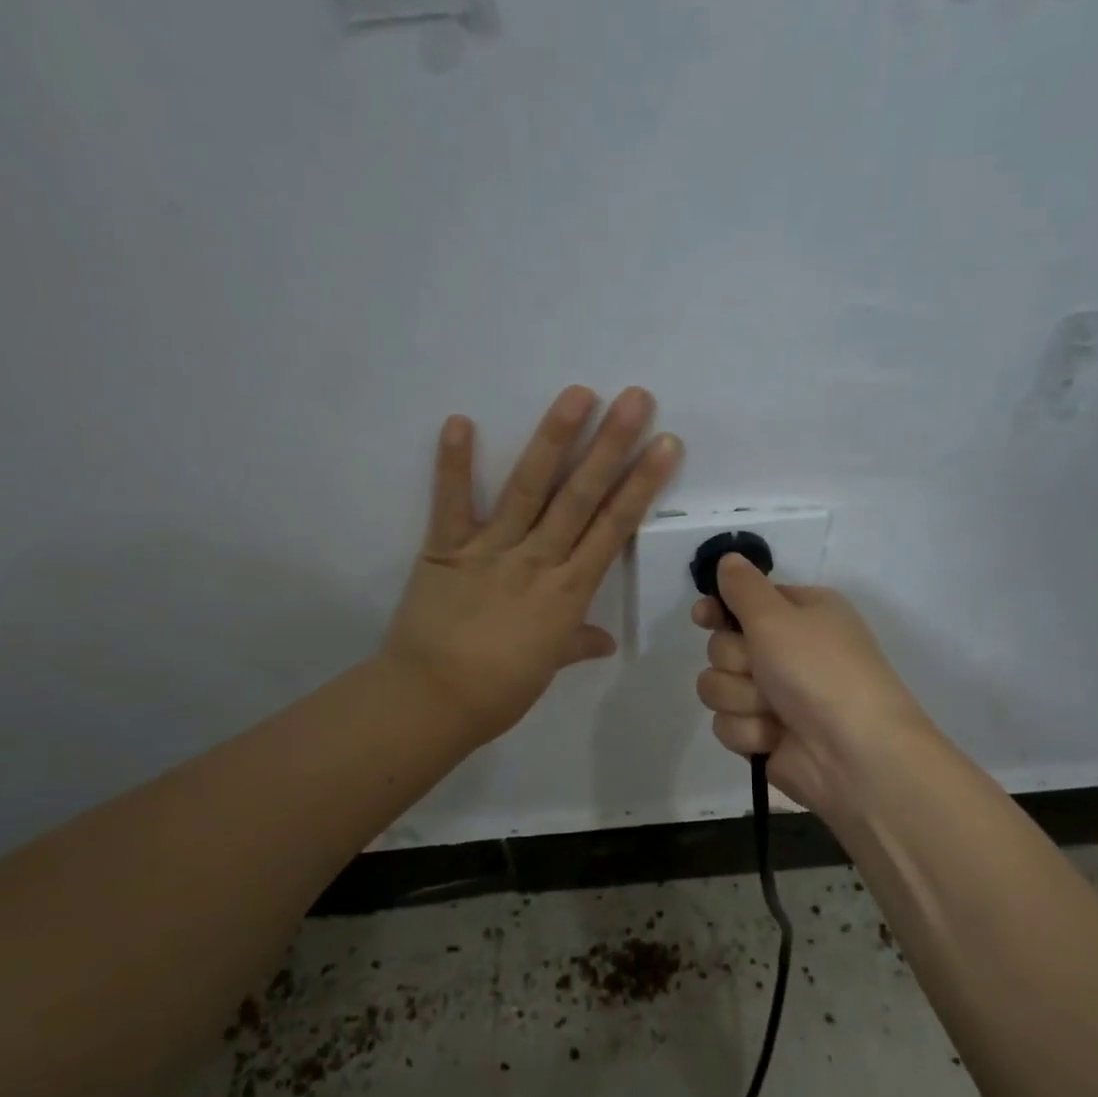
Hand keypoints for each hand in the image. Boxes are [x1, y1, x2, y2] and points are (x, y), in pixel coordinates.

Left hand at [385, 386, 681, 744]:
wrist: (432, 702)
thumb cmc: (498, 691)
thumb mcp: (547, 668)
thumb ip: (576, 644)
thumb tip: (605, 641)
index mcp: (568, 592)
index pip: (614, 529)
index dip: (642, 485)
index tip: (665, 445)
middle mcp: (537, 560)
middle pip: (581, 497)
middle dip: (612, 446)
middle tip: (635, 399)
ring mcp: (491, 549)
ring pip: (529, 488)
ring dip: (554, 439)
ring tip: (578, 394)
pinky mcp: (447, 548)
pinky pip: (451, 503)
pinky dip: (453, 464)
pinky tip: (460, 420)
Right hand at [692, 555, 931, 814]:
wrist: (854, 754)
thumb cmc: (820, 671)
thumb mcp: (778, 617)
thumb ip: (743, 588)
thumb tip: (727, 560)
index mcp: (801, 614)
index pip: (744, 602)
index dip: (720, 610)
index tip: (703, 616)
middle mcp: (787, 651)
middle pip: (722, 646)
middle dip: (736, 661)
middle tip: (763, 669)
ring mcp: (774, 696)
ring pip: (718, 686)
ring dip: (741, 698)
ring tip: (773, 710)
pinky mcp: (763, 734)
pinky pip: (726, 723)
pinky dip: (748, 730)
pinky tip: (774, 737)